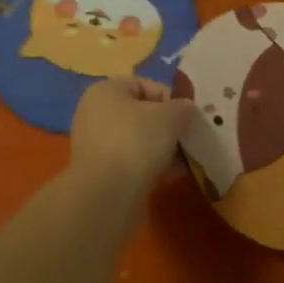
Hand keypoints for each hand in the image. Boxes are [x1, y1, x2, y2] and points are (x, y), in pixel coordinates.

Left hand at [70, 76, 195, 189]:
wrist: (106, 196)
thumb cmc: (136, 142)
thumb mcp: (170, 116)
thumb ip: (183, 108)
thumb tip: (186, 110)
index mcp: (106, 90)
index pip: (146, 85)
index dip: (171, 99)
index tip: (187, 118)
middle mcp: (96, 113)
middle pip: (142, 114)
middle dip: (168, 128)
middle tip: (187, 140)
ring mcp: (96, 145)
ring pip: (139, 141)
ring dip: (162, 149)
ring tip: (183, 162)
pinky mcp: (100, 173)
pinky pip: (132, 163)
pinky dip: (151, 167)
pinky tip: (170, 177)